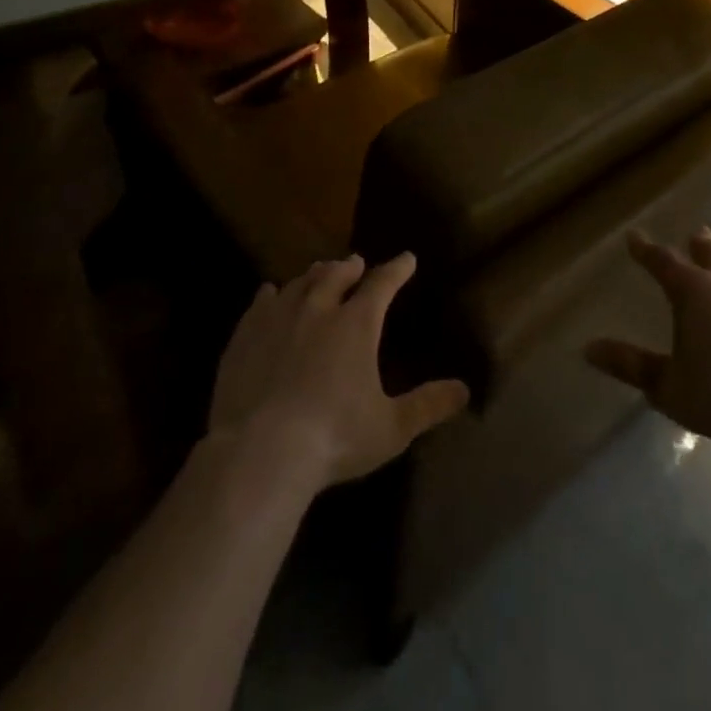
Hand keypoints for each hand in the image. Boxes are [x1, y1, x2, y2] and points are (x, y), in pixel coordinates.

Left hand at [209, 253, 469, 489]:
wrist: (260, 452)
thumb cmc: (335, 438)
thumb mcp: (391, 427)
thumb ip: (428, 405)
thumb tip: (465, 390)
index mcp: (357, 324)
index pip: (382, 284)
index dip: (397, 269)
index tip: (407, 258)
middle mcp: (319, 309)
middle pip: (336, 275)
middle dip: (349, 267)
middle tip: (355, 263)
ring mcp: (278, 319)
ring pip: (299, 283)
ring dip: (314, 275)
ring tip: (319, 273)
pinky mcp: (245, 337)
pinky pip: (260, 303)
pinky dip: (271, 294)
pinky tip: (270, 293)